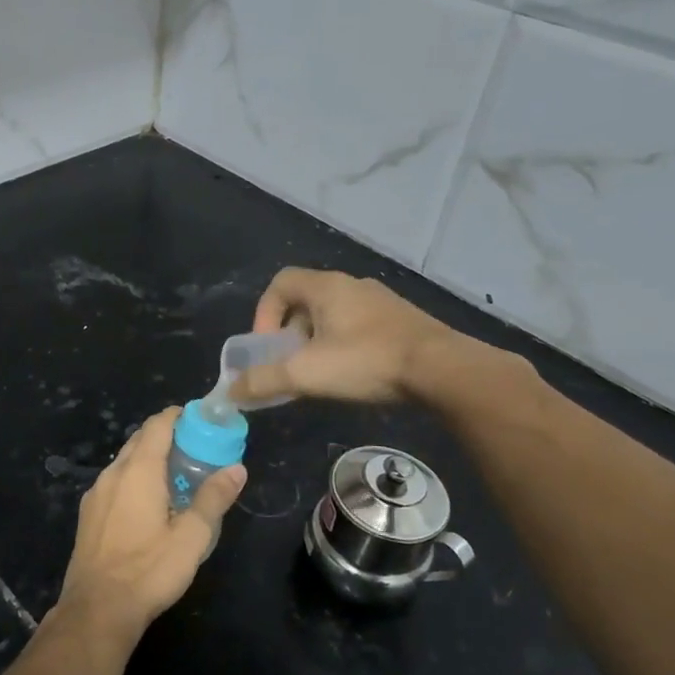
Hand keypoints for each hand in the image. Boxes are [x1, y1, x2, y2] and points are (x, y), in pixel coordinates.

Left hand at [59, 408, 244, 641]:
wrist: (97, 609)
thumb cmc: (149, 570)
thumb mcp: (192, 536)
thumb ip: (214, 498)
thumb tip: (236, 468)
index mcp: (137, 470)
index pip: (157, 425)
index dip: (178, 416)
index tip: (200, 419)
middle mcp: (113, 473)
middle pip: (140, 440)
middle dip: (167, 436)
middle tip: (196, 448)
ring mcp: (96, 494)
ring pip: (125, 461)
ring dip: (150, 458)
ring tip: (177, 475)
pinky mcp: (88, 514)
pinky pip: (115, 482)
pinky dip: (135, 479)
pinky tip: (150, 503)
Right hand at [229, 267, 529, 413]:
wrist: (443, 369)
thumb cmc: (367, 361)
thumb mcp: (306, 374)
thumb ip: (264, 380)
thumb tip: (230, 391)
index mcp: (326, 287)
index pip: (280, 283)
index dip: (264, 313)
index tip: (268, 346)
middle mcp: (352, 285)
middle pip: (305, 300)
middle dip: (290, 333)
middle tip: (291, 364)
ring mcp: (381, 301)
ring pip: (334, 315)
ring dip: (318, 341)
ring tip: (322, 373)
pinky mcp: (402, 320)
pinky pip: (360, 326)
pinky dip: (346, 345)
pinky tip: (356, 373)